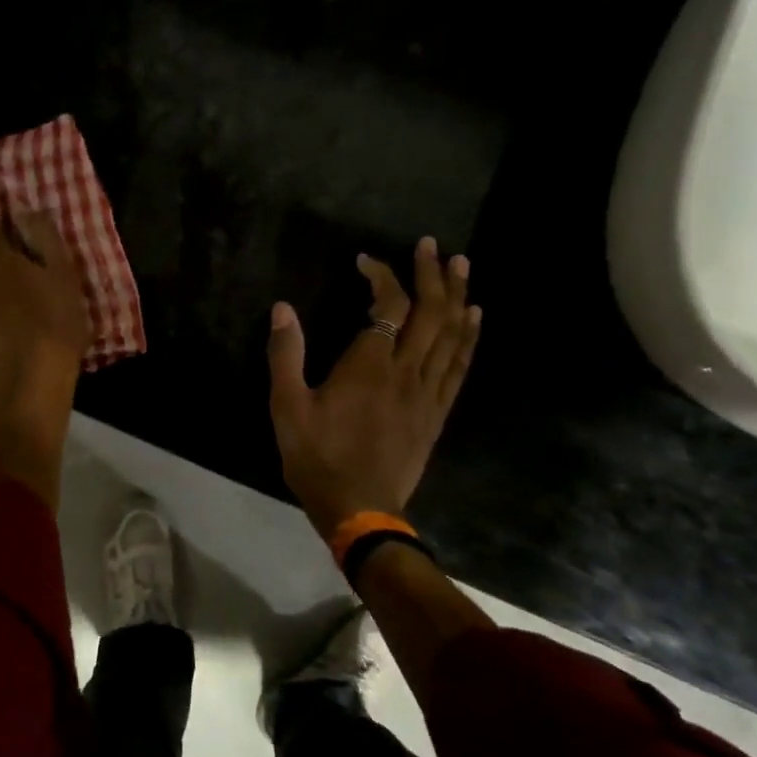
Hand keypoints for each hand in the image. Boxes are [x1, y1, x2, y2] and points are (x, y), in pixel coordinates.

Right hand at [266, 240, 482, 538]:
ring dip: (458, 296)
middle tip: (432, 245)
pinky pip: (460, 366)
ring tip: (462, 266)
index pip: (387, 306)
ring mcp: (428, 392)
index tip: (365, 261)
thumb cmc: (317, 457)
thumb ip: (285, 355)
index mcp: (368, 366)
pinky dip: (469, 337)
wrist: (359, 510)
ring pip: (452, 335)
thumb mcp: (287, 407)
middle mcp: (406, 371)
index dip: (382, 276)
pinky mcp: (437, 412)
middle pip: (430, 313)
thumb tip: (282, 308)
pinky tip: (474, 319)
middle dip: (432, 274)